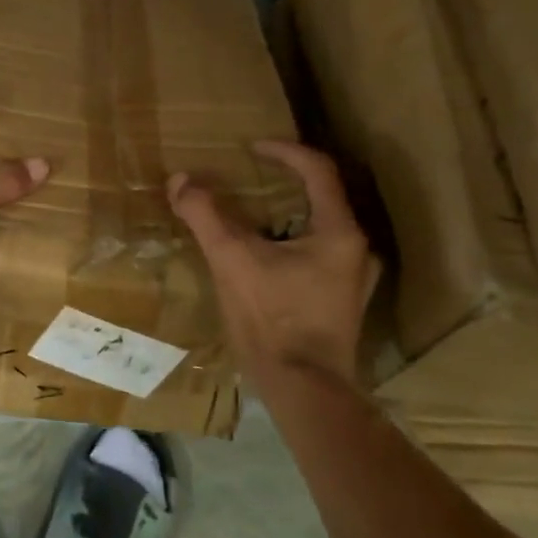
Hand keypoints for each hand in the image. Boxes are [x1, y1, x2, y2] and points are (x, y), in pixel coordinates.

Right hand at [168, 141, 377, 389]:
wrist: (304, 389)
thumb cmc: (272, 320)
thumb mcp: (232, 260)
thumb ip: (206, 215)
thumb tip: (181, 179)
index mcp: (337, 232)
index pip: (317, 170)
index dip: (284, 151)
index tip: (251, 147)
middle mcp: (356, 249)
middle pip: (322, 198)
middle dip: (284, 182)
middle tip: (249, 178)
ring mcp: (354, 278)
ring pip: (320, 228)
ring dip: (287, 214)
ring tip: (252, 216)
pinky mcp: (343, 301)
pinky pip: (318, 254)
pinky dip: (291, 242)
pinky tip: (265, 258)